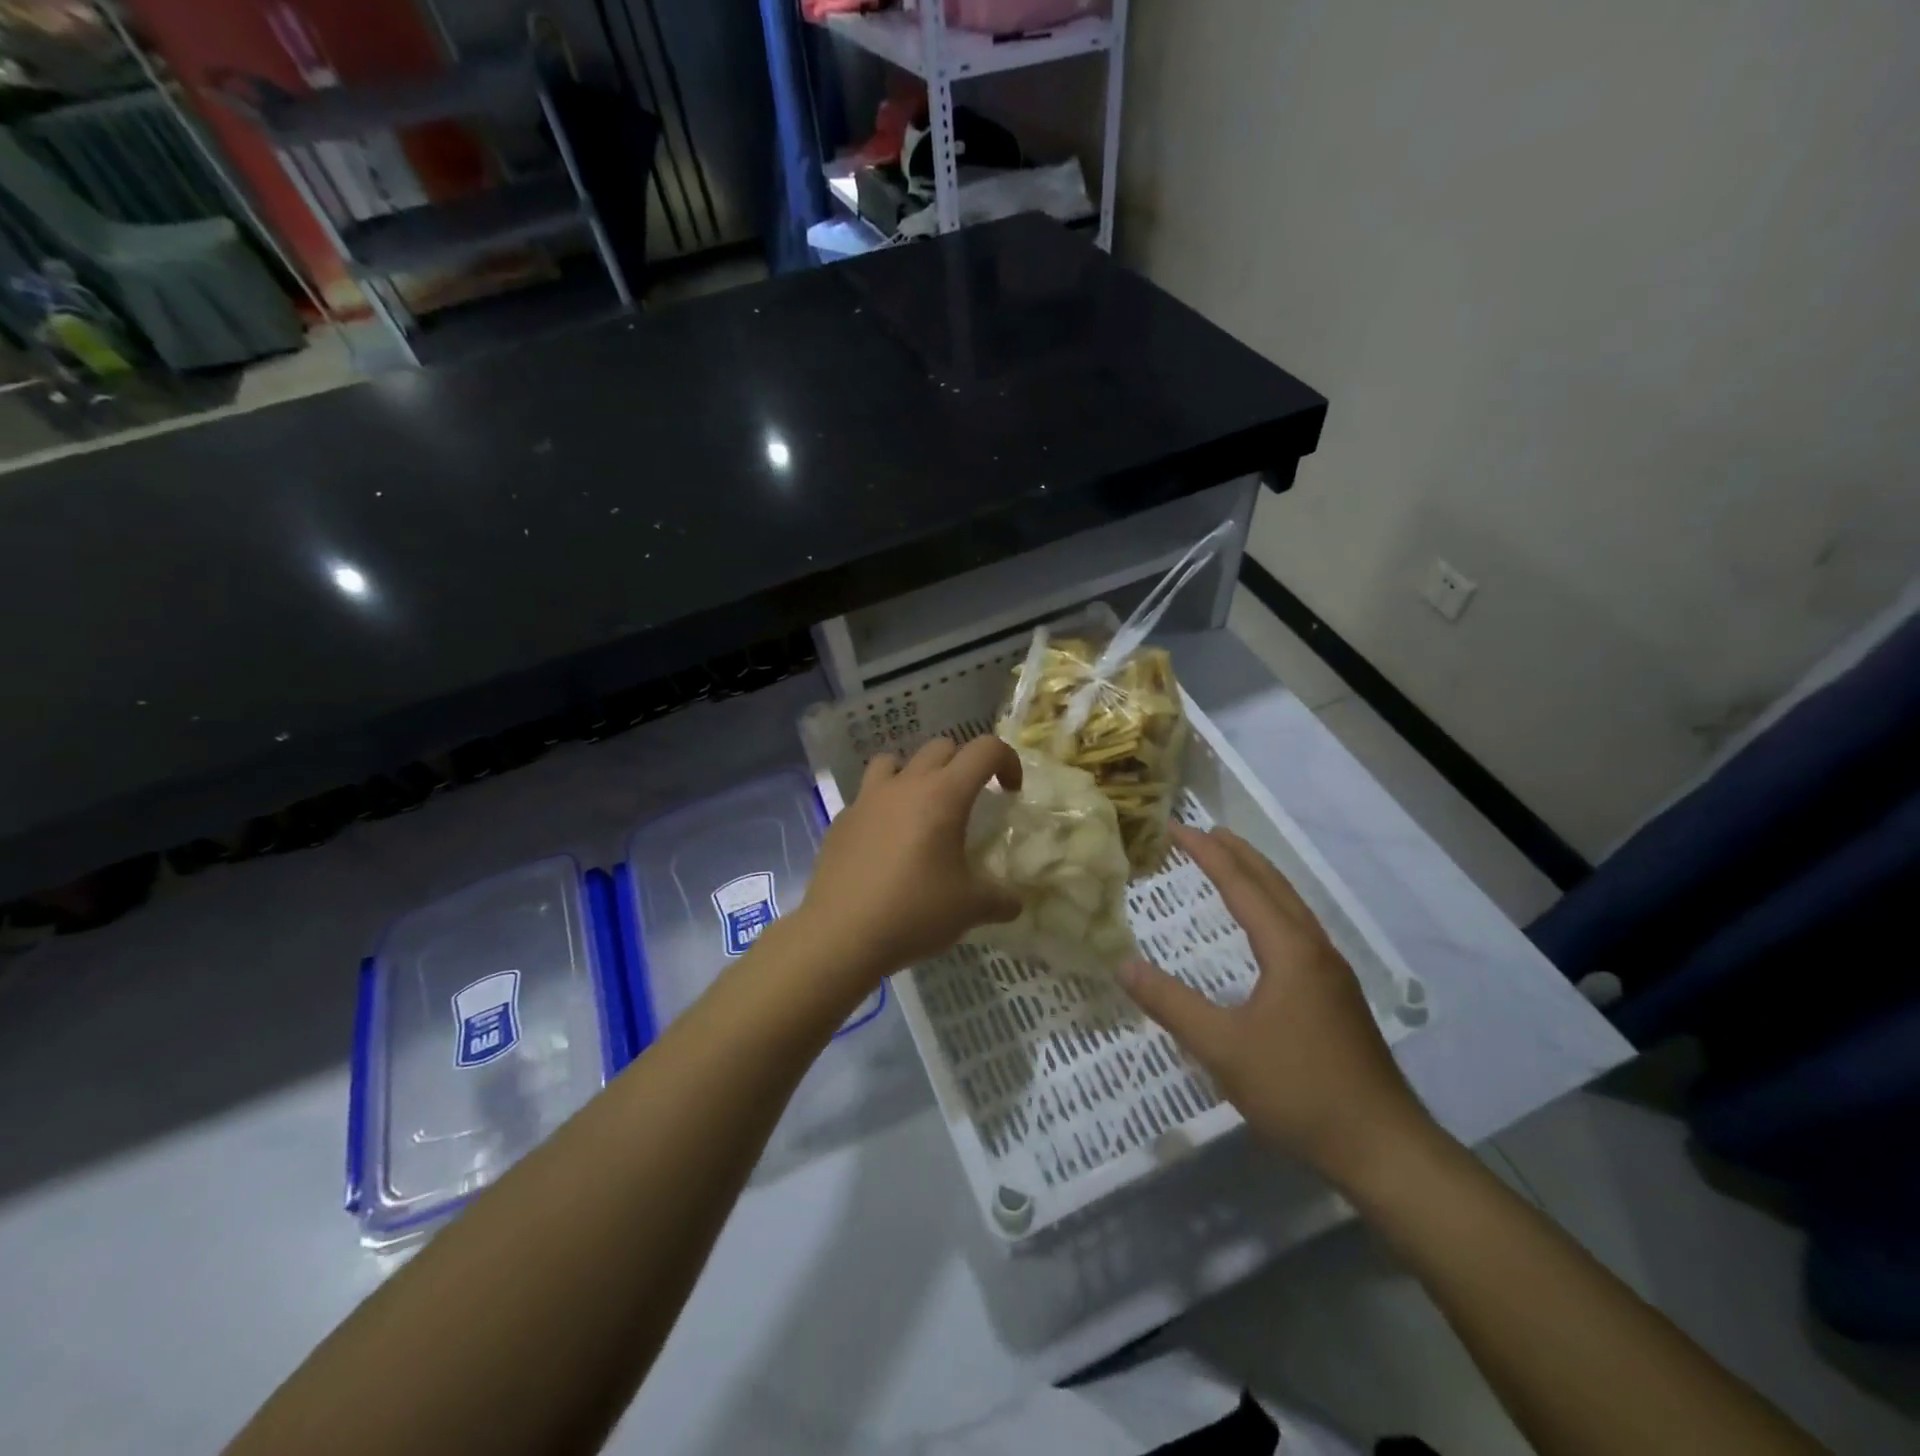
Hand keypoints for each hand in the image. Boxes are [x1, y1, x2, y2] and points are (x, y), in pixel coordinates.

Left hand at [799, 736, 1023, 984]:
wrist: (840, 935)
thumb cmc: (914, 912)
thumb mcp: (970, 909)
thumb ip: (1000, 899)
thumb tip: (1014, 902)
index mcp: (943, 795)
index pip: (985, 749)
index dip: (1007, 761)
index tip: (1010, 793)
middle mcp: (905, 785)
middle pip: (941, 747)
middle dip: (963, 765)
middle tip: (970, 802)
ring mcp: (867, 799)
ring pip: (895, 761)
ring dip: (916, 774)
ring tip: (921, 809)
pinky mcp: (842, 820)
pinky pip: (867, 796)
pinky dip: (883, 806)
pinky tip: (886, 843)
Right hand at [1119, 825, 1431, 1184]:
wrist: (1383, 1147)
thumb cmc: (1299, 1090)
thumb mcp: (1223, 1049)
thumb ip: (1171, 1004)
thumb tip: (1123, 964)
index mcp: (1290, 950)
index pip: (1242, 885)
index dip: (1208, 854)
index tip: (1177, 828)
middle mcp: (1315, 949)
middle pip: (1274, 885)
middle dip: (1238, 854)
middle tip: (1204, 831)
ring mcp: (1331, 973)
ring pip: (1291, 906)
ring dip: (1259, 878)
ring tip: (1231, 864)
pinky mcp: (1337, 997)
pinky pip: (1298, 929)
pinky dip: (1272, 907)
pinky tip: (1264, 929)